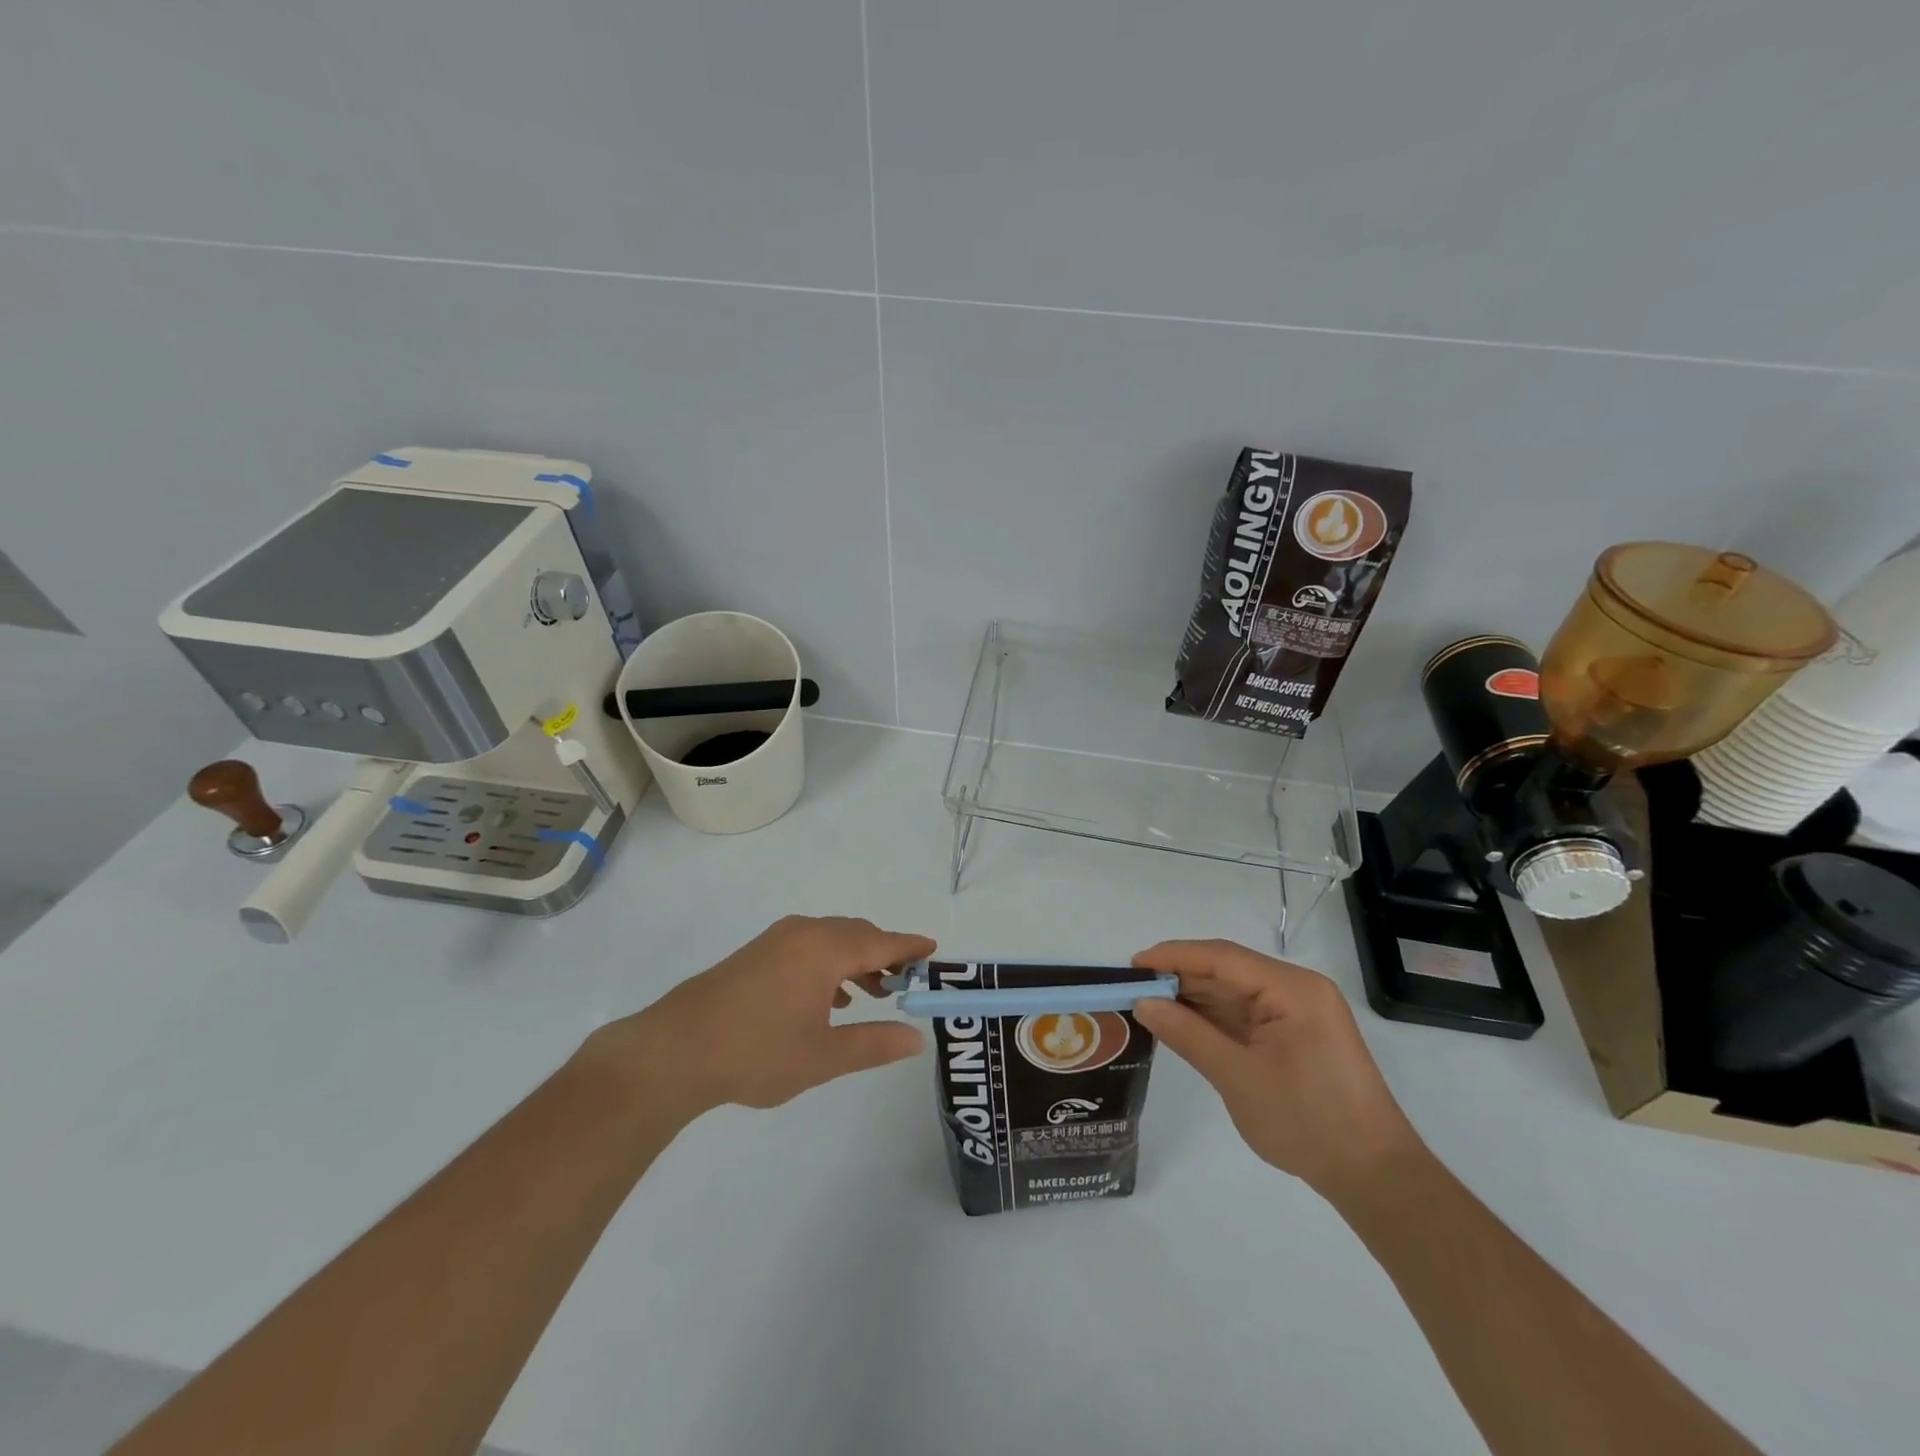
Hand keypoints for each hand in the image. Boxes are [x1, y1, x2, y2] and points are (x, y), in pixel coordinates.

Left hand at [600, 916, 933, 1115]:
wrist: (674, 1051)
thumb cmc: (756, 1053)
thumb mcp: (823, 1057)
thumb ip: (874, 1044)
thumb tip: (916, 1038)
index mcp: (824, 949)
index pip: (882, 942)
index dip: (910, 947)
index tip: (935, 952)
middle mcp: (803, 933)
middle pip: (857, 934)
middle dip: (885, 955)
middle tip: (907, 983)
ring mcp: (776, 940)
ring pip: (831, 940)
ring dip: (856, 960)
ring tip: (874, 994)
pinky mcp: (757, 953)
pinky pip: (808, 947)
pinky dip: (830, 964)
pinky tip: (829, 999)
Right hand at [1131, 939, 1421, 1195]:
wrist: (1373, 1176)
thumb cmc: (1307, 1121)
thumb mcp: (1237, 1077)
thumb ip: (1187, 1034)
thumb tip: (1143, 1003)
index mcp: (1293, 989)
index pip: (1222, 958)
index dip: (1174, 956)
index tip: (1133, 964)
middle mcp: (1298, 989)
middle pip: (1228, 970)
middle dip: (1180, 976)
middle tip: (1133, 986)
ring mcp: (1299, 1012)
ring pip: (1235, 992)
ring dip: (1194, 997)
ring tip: (1148, 1002)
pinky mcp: (1296, 1034)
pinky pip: (1246, 1014)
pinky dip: (1213, 1017)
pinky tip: (1182, 1021)